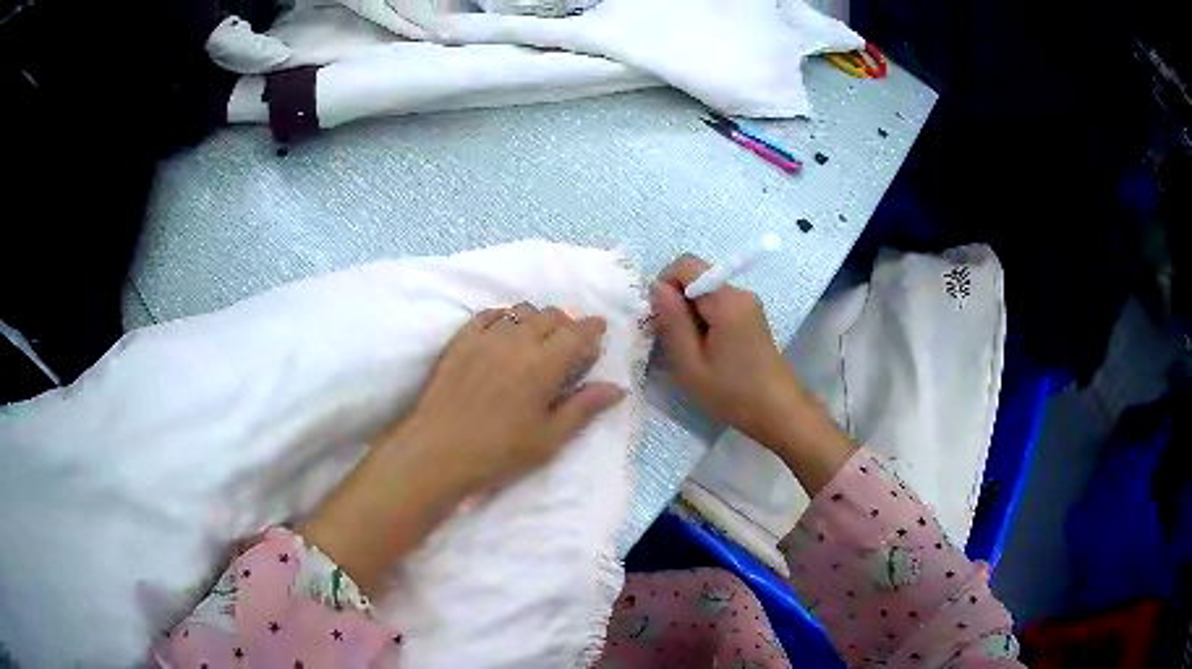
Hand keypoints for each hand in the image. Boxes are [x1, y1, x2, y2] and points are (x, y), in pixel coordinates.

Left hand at [299, 304, 624, 593]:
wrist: (438, 451)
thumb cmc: (499, 452)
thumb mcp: (549, 438)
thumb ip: (584, 408)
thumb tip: (617, 387)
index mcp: (544, 364)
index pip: (577, 332)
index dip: (592, 327)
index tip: (599, 329)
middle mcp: (517, 341)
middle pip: (550, 315)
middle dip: (567, 321)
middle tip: (571, 338)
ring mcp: (485, 338)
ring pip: (519, 311)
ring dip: (537, 317)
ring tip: (538, 335)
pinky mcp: (460, 341)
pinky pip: (487, 315)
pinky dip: (504, 316)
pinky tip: (504, 329)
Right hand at [650, 255, 805, 445]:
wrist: (778, 412)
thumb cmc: (732, 393)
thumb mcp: (691, 364)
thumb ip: (672, 321)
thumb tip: (656, 287)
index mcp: (726, 300)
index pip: (686, 265)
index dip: (665, 285)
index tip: (660, 320)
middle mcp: (739, 293)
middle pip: (696, 278)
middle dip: (676, 303)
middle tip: (670, 342)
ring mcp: (748, 305)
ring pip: (705, 294)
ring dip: (689, 316)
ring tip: (688, 352)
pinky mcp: (750, 318)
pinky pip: (718, 307)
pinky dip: (703, 322)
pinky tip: (705, 353)